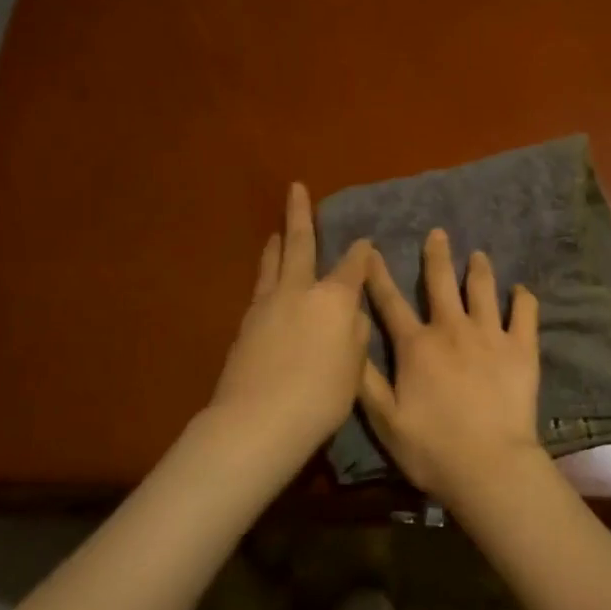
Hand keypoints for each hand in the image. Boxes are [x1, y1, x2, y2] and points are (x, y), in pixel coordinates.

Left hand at [209, 183, 372, 459]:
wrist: (258, 421)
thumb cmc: (320, 397)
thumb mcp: (354, 369)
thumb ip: (354, 335)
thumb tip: (350, 316)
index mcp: (334, 300)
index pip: (352, 266)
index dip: (361, 253)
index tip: (365, 243)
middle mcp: (299, 292)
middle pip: (299, 245)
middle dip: (300, 215)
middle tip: (296, 188)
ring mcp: (267, 305)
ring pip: (273, 264)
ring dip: (277, 244)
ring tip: (278, 230)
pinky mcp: (246, 324)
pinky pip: (261, 288)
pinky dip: (267, 275)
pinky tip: (269, 281)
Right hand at [358, 228, 543, 501]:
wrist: (489, 465)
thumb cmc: (431, 448)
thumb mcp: (384, 420)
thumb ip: (366, 379)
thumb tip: (352, 341)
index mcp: (416, 346)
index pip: (390, 302)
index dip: (378, 275)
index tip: (371, 250)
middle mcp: (452, 329)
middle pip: (441, 283)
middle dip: (436, 256)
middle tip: (438, 233)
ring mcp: (490, 335)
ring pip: (483, 290)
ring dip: (479, 269)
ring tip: (479, 254)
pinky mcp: (521, 348)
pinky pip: (525, 314)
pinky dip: (523, 298)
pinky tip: (521, 290)